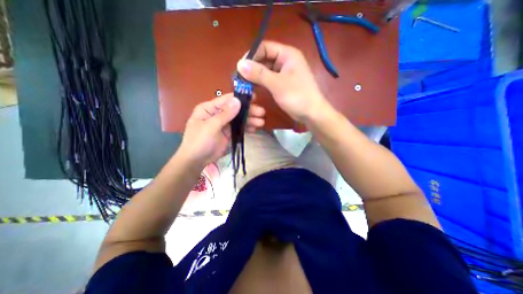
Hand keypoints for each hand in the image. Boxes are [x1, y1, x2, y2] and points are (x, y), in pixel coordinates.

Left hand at [178, 94, 265, 167]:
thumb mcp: (211, 126)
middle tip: (262, 112)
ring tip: (261, 122)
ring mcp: (224, 125)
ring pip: (239, 119)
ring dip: (250, 120)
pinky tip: (255, 129)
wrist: (197, 160)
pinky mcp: (228, 133)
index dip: (240, 98)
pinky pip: (239, 128)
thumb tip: (237, 100)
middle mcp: (217, 114)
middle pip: (235, 110)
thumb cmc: (200, 141)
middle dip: (248, 111)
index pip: (226, 100)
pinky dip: (246, 128)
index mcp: (209, 109)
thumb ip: (225, 114)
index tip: (254, 98)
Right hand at [238, 40, 329, 121]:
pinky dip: (261, 83)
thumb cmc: (297, 96)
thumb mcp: (277, 84)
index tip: (240, 67)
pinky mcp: (283, 83)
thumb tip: (240, 64)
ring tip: (244, 84)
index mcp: (287, 54)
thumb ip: (259, 73)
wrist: (311, 113)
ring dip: (255, 76)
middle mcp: (285, 60)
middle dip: (252, 67)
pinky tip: (253, 88)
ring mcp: (284, 73)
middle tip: (240, 78)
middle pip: (264, 58)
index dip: (251, 55)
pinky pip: (269, 79)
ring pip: (266, 70)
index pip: (265, 47)